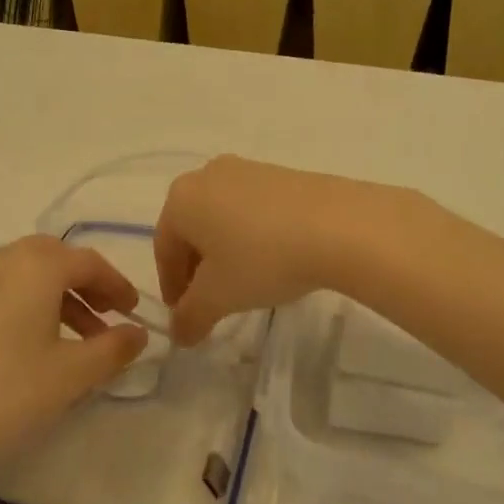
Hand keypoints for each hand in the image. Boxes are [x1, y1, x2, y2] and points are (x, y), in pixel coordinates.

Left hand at [0, 236, 148, 479]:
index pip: (88, 262)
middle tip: (108, 317)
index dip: (117, 285)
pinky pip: (6, 288)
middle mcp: (3, 259)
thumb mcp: (73, 372)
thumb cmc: (10, 391)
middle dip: (87, 285)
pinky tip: (40, 342)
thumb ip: (114, 348)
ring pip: (29, 273)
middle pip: (56, 258)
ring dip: (61, 296)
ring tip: (81, 340)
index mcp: (35, 265)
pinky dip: (32, 303)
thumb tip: (138, 333)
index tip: (134, 312)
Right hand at [154, 156, 405, 344]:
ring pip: (222, 219)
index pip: (163, 249)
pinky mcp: (282, 174)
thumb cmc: (262, 259)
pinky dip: (252, 237)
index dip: (171, 287)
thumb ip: (190, 317)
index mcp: (181, 199)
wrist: (340, 226)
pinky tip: (272, 260)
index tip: (184, 315)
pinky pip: (252, 210)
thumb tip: (178, 334)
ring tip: (244, 283)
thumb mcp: (219, 297)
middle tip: (210, 302)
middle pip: (191, 230)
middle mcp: (207, 175)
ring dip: (225, 252)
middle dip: (197, 269)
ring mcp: (247, 170)